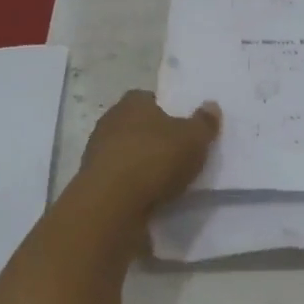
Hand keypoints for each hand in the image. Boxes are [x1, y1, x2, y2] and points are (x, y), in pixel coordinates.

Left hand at [77, 90, 220, 214]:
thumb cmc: (155, 159)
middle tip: (176, 152)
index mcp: (132, 102)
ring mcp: (96, 152)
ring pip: (124, 152)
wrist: (111, 204)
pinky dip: (130, 184)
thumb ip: (204, 123)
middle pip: (135, 125)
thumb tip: (211, 105)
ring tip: (164, 180)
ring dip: (140, 162)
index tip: (180, 126)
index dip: (165, 110)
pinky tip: (147, 196)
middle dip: (152, 137)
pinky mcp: (92, 182)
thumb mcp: (193, 139)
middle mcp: (110, 121)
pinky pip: (118, 177)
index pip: (149, 98)